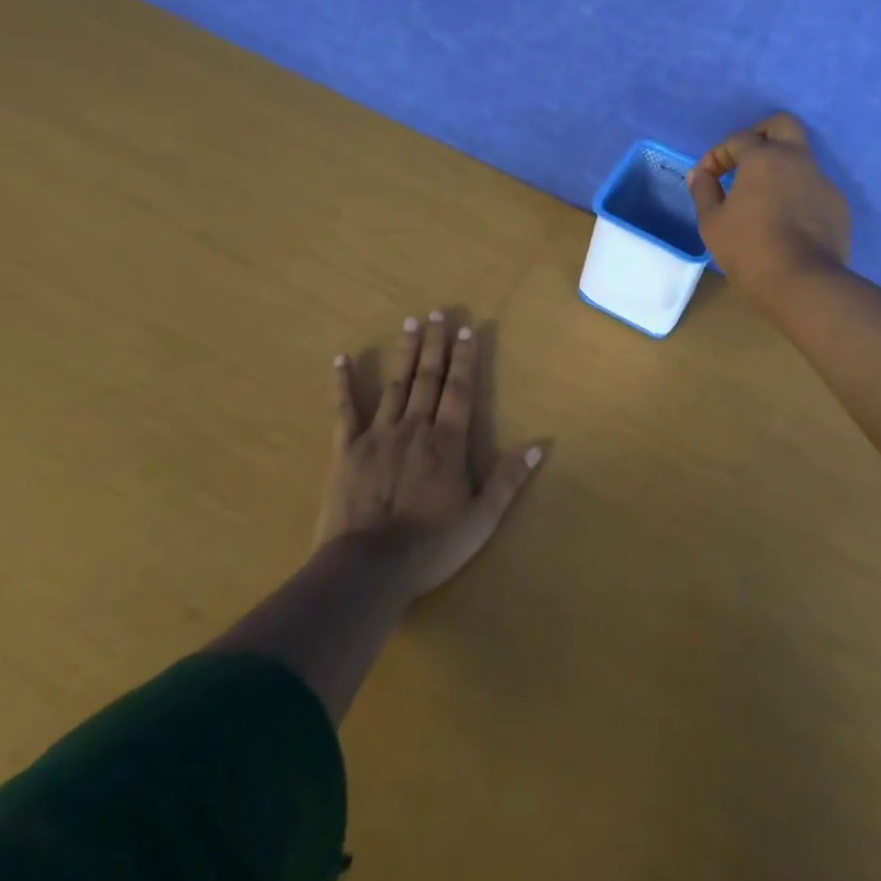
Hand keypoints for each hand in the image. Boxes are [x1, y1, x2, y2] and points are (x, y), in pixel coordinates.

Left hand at [315, 311, 543, 602]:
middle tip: (438, 312)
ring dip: (404, 353)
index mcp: (447, 442)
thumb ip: (508, 479)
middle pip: (428, 378)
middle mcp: (415, 427)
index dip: (465, 359)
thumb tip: (539, 445)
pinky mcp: (347, 450)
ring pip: (395, 384)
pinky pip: (345, 410)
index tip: (467, 330)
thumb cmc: (432, 545)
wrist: (370, 567)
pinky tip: (342, 359)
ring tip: (410, 322)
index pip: (460, 390)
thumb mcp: (482, 519)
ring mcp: (378, 435)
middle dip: (436, 344)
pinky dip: (343, 384)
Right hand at [686, 113, 850, 294]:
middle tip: (743, 161)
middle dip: (759, 135)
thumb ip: (703, 191)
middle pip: (782, 125)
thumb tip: (700, 174)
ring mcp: (822, 181)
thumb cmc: (749, 248)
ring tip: (763, 197)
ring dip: (780, 168)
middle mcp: (797, 159)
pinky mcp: (837, 205)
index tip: (706, 178)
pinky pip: (813, 187)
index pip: (737, 140)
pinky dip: (796, 193)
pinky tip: (786, 220)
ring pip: (801, 158)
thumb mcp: (712, 222)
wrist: (803, 282)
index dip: (716, 155)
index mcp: (764, 158)